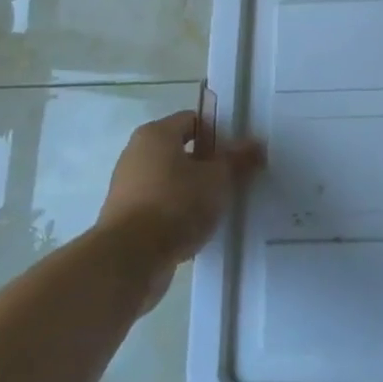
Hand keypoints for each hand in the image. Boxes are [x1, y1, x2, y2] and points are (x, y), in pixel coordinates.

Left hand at [97, 110, 264, 264]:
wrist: (129, 261)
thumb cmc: (175, 204)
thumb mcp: (218, 178)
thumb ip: (238, 159)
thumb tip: (257, 143)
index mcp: (155, 134)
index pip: (193, 120)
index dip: (220, 132)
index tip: (239, 150)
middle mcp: (136, 155)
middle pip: (181, 151)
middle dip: (209, 163)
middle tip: (235, 177)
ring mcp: (127, 188)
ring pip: (172, 181)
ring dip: (195, 190)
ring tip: (221, 205)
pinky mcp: (125, 220)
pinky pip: (161, 207)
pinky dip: (179, 213)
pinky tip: (199, 227)